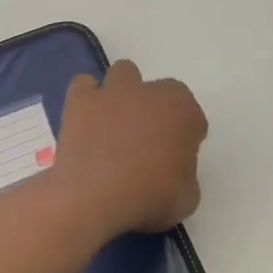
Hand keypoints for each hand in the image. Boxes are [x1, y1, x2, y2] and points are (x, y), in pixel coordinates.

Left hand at [52, 60, 206, 235]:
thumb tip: (173, 172)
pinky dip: (88, 99)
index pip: (192, 116)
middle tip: (148, 145)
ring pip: (125, 73)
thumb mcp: (187, 198)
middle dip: (157, 112)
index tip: (177, 159)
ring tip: (117, 126)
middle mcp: (150, 92)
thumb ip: (185, 175)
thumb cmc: (149, 198)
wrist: (94, 199)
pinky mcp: (81, 101)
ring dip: (125, 94)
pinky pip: (85, 85)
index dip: (185, 137)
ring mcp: (113, 92)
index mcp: (183, 110)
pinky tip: (88, 122)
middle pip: (161, 92)